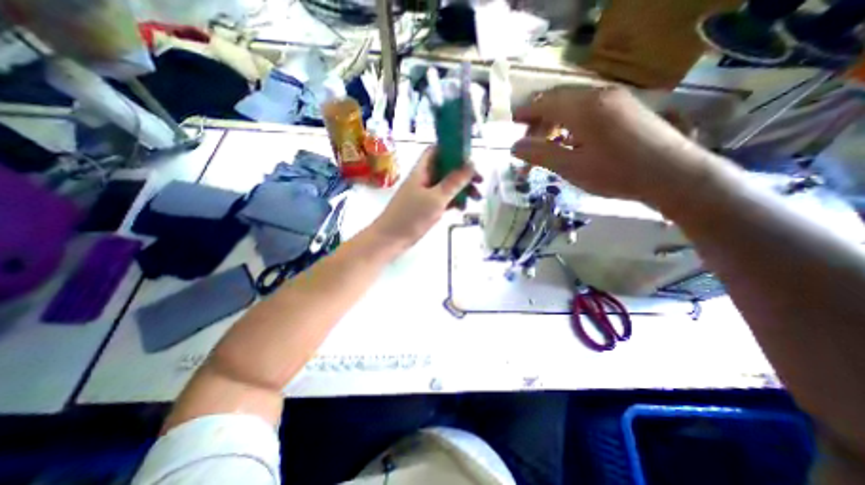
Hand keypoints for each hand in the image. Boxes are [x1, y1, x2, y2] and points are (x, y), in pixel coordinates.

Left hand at [370, 148, 483, 248]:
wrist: (390, 239)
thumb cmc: (411, 216)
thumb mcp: (436, 198)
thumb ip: (454, 182)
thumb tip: (471, 164)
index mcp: (422, 170)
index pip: (437, 150)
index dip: (453, 149)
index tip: (470, 158)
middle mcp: (424, 178)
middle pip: (446, 168)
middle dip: (464, 173)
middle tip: (480, 182)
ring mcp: (425, 193)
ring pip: (447, 185)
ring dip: (461, 189)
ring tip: (476, 199)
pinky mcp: (426, 207)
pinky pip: (443, 199)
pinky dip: (453, 201)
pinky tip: (462, 209)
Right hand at [512, 85, 715, 205]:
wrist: (673, 175)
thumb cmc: (616, 174)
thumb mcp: (571, 168)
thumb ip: (540, 154)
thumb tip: (514, 147)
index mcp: (584, 108)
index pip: (544, 102)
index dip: (524, 113)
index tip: (511, 126)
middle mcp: (599, 94)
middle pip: (557, 99)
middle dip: (538, 119)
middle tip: (528, 143)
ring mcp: (615, 98)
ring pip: (572, 103)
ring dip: (554, 121)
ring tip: (547, 145)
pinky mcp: (625, 106)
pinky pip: (588, 107)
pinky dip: (571, 121)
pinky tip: (571, 140)